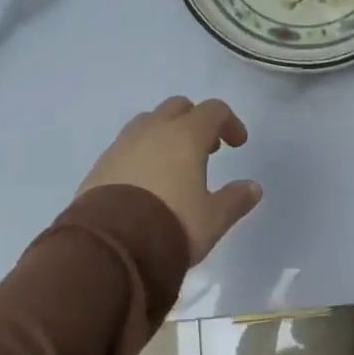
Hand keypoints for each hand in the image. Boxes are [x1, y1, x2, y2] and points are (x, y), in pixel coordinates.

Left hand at [77, 97, 261, 263]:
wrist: (111, 246)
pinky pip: (127, 146)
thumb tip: (253, 187)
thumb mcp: (213, 218)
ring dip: (166, 134)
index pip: (213, 110)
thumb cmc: (172, 224)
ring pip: (148, 123)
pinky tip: (147, 181)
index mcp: (185, 136)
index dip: (230, 123)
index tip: (237, 145)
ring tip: (174, 164)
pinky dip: (142, 153)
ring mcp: (122, 145)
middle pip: (178, 108)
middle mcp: (152, 131)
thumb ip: (235, 199)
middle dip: (195, 122)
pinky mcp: (101, 164)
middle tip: (207, 150)